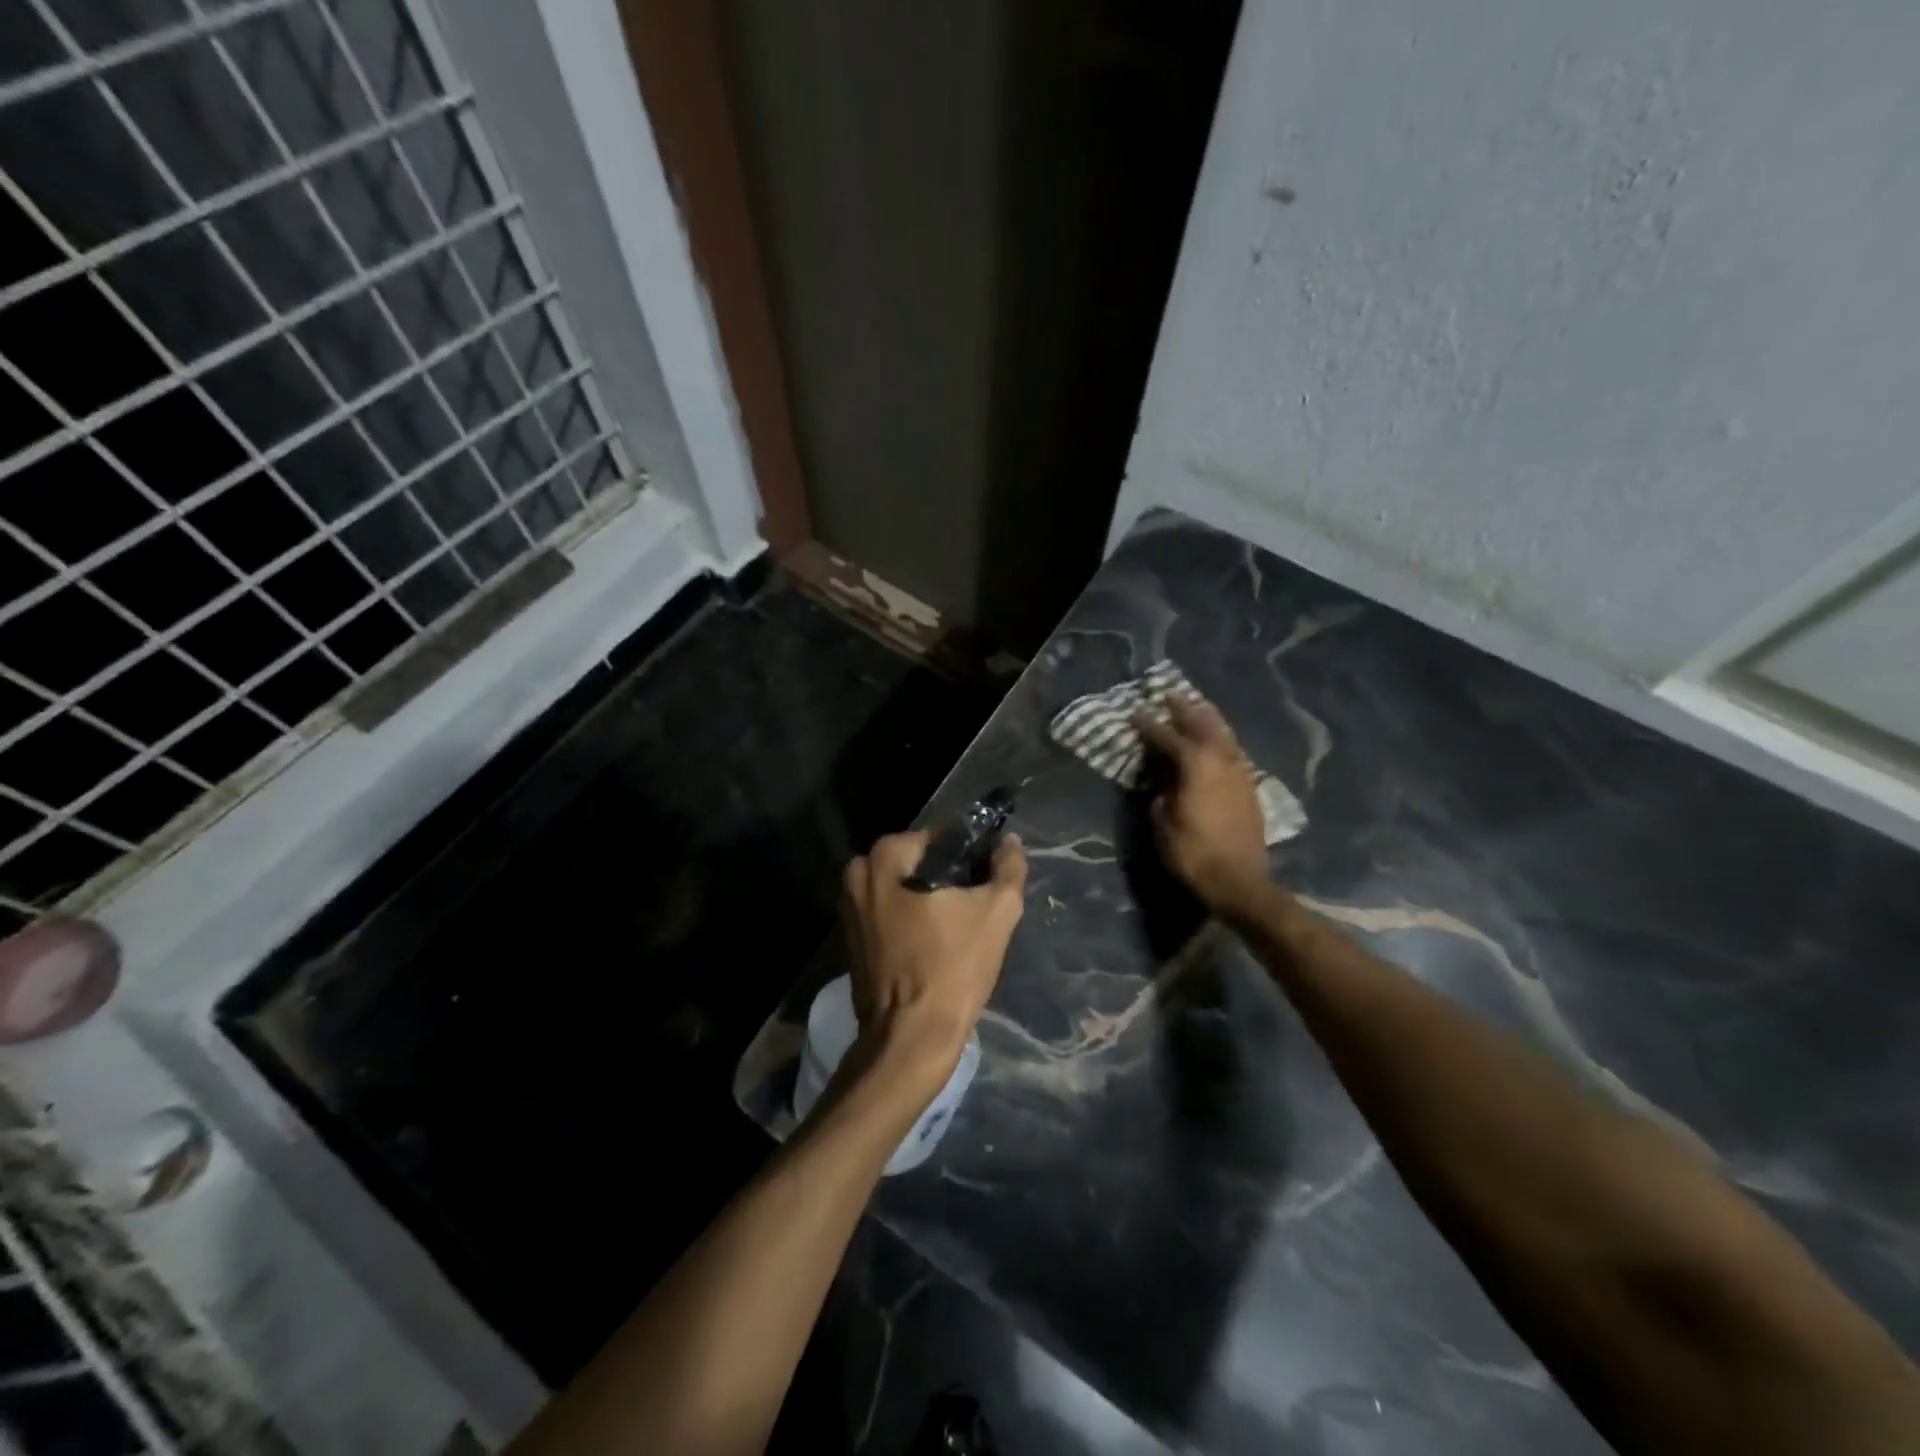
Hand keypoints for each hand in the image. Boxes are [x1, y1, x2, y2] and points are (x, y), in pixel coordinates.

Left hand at [841, 831, 1027, 1085]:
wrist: (911, 1038)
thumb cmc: (953, 968)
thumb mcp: (997, 912)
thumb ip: (1008, 867)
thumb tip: (1010, 842)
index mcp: (885, 856)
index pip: (941, 837)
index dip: (972, 854)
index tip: (990, 878)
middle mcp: (858, 873)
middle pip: (920, 862)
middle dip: (950, 877)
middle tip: (979, 906)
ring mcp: (848, 907)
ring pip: (904, 888)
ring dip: (931, 899)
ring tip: (961, 927)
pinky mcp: (850, 937)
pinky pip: (890, 912)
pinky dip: (912, 919)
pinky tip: (936, 942)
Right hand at [1134, 696, 1272, 916]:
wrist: (1240, 882)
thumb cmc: (1194, 855)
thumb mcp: (1163, 825)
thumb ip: (1161, 796)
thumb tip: (1163, 784)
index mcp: (1195, 766)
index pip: (1168, 737)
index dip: (1149, 725)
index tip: (1136, 712)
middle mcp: (1221, 760)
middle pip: (1202, 724)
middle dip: (1184, 709)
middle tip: (1169, 695)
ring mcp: (1240, 772)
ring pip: (1224, 734)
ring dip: (1208, 718)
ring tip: (1196, 706)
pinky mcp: (1250, 787)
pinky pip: (1234, 750)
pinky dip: (1222, 738)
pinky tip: (1218, 740)